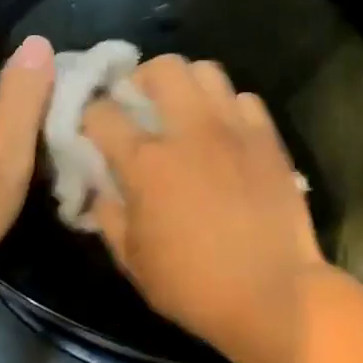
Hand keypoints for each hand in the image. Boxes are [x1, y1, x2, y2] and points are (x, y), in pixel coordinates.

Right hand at [83, 55, 327, 358]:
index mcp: (147, 162)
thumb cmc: (194, 285)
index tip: (91, 129)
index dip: (89, 115)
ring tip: (184, 109)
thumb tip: (98, 188)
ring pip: (207, 71)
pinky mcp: (268, 138)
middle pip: (161, 68)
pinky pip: (246, 99)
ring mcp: (234, 129)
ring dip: (187, 84)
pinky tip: (226, 131)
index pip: (102, 113)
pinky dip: (229, 107)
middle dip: (141, 78)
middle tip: (140, 103)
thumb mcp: (133, 260)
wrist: (273, 294)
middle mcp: (190, 131)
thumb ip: (108, 215)